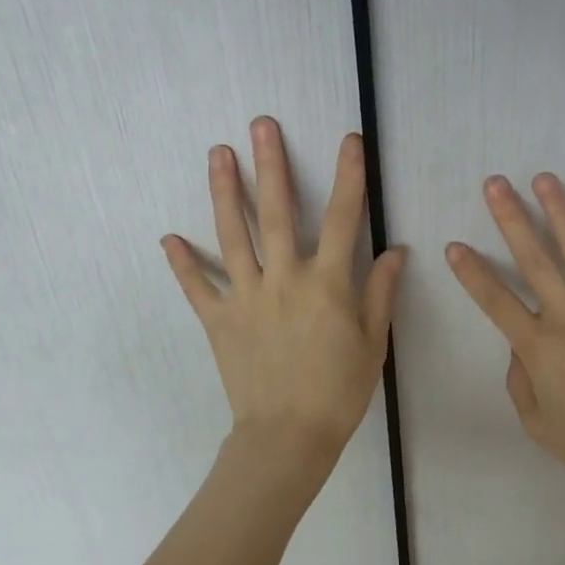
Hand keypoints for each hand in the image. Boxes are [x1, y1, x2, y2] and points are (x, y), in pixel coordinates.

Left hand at [163, 117, 405, 476]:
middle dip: (270, 165)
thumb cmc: (338, 391)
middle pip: (275, 212)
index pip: (341, 218)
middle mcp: (283, 279)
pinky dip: (183, 264)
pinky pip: (197, 287)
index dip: (348, 176)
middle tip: (261, 125)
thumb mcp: (372, 343)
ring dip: (224, 192)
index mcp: (326, 283)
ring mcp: (246, 297)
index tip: (349, 141)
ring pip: (232, 236)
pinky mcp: (219, 320)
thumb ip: (381, 293)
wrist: (287, 438)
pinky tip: (168, 238)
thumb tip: (395, 250)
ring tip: (218, 154)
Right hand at [446, 173, 564, 499]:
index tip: (454, 245)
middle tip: (496, 183)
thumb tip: (519, 348)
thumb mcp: (539, 426)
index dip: (472, 273)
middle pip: (535, 261)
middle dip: (512, 219)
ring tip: (545, 180)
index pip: (497, 302)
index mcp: (541, 348)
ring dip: (561, 213)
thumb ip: (521, 382)